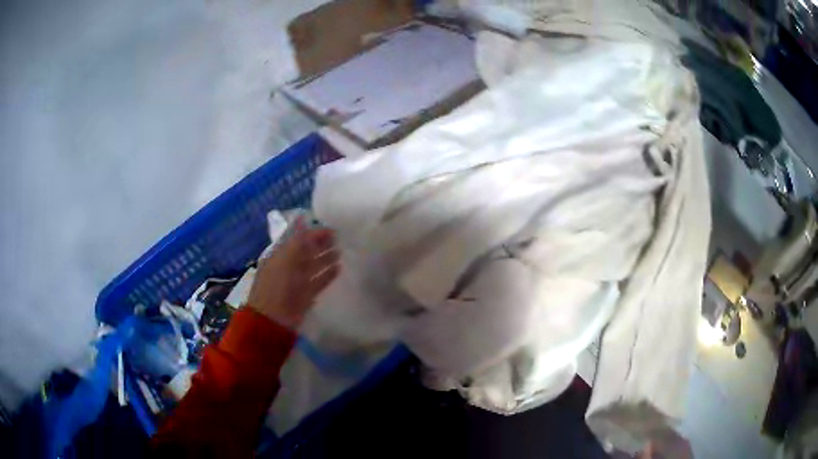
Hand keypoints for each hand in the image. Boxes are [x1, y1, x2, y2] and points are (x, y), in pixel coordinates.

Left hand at [248, 220, 339, 328]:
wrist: (273, 318)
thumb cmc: (277, 285)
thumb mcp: (285, 259)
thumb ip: (297, 242)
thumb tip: (304, 221)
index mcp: (280, 255)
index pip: (298, 239)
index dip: (313, 233)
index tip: (330, 228)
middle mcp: (288, 266)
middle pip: (306, 252)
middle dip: (321, 244)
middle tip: (339, 238)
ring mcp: (297, 281)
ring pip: (313, 266)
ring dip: (326, 258)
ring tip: (341, 251)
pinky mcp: (305, 295)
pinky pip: (318, 281)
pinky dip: (327, 274)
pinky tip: (339, 268)